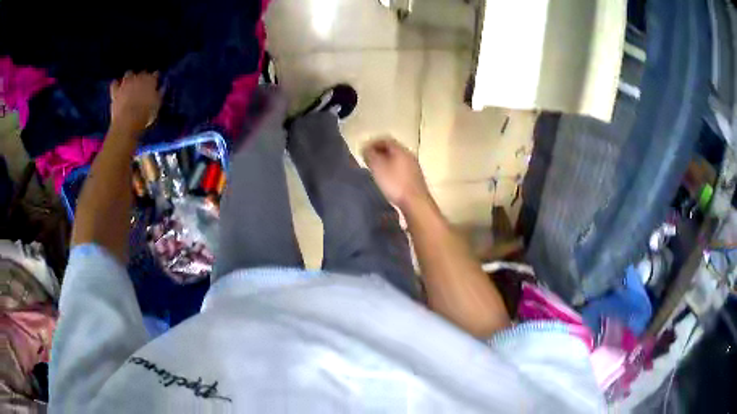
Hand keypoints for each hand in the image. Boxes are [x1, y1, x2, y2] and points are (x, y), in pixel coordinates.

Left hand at [110, 71, 162, 133]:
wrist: (127, 122)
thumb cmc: (145, 115)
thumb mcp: (157, 105)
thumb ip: (159, 95)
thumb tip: (161, 88)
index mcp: (150, 80)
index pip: (155, 74)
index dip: (155, 78)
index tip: (156, 82)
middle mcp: (138, 78)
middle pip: (142, 72)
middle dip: (143, 76)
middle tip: (143, 84)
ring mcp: (126, 84)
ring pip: (128, 73)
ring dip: (130, 77)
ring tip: (130, 83)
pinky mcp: (116, 91)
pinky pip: (114, 83)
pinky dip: (116, 84)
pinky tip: (118, 86)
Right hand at [362, 137, 430, 209]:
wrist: (415, 203)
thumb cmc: (395, 184)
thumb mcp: (377, 167)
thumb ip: (370, 155)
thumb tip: (366, 149)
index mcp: (401, 150)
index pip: (386, 140)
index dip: (373, 143)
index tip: (364, 150)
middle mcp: (410, 156)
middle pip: (392, 149)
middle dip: (379, 153)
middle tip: (368, 160)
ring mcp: (415, 168)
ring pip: (397, 160)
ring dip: (386, 162)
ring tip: (376, 171)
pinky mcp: (416, 180)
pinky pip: (401, 170)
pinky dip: (392, 171)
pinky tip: (387, 181)